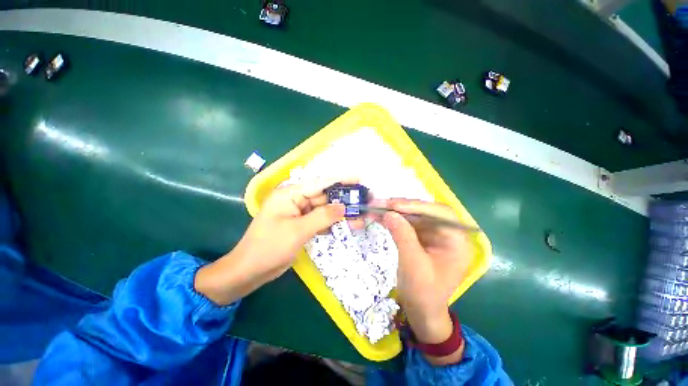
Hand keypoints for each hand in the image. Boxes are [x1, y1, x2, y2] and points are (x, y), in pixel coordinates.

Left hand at [195, 178, 349, 305]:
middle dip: (344, 201)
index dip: (341, 180)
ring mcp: (299, 212)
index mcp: (290, 194)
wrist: (250, 270)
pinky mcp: (301, 224)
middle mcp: (295, 199)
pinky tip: (347, 226)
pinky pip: (320, 220)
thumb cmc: (269, 247)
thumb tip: (344, 207)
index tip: (359, 178)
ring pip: (325, 209)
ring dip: (341, 214)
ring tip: (361, 217)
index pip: (320, 183)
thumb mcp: (298, 230)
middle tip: (364, 203)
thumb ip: (323, 216)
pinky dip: (332, 223)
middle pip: (325, 197)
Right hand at [380, 199, 471, 363]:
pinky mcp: (421, 238)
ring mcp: (433, 235)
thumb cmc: (424, 294)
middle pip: (425, 211)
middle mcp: (447, 233)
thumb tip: (388, 213)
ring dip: (394, 212)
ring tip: (376, 209)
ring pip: (414, 215)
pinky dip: (394, 219)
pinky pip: (407, 223)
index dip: (417, 206)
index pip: (441, 213)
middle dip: (402, 207)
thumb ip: (402, 236)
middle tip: (380, 204)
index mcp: (457, 241)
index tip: (394, 206)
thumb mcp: (413, 265)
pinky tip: (380, 217)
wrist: (422, 312)